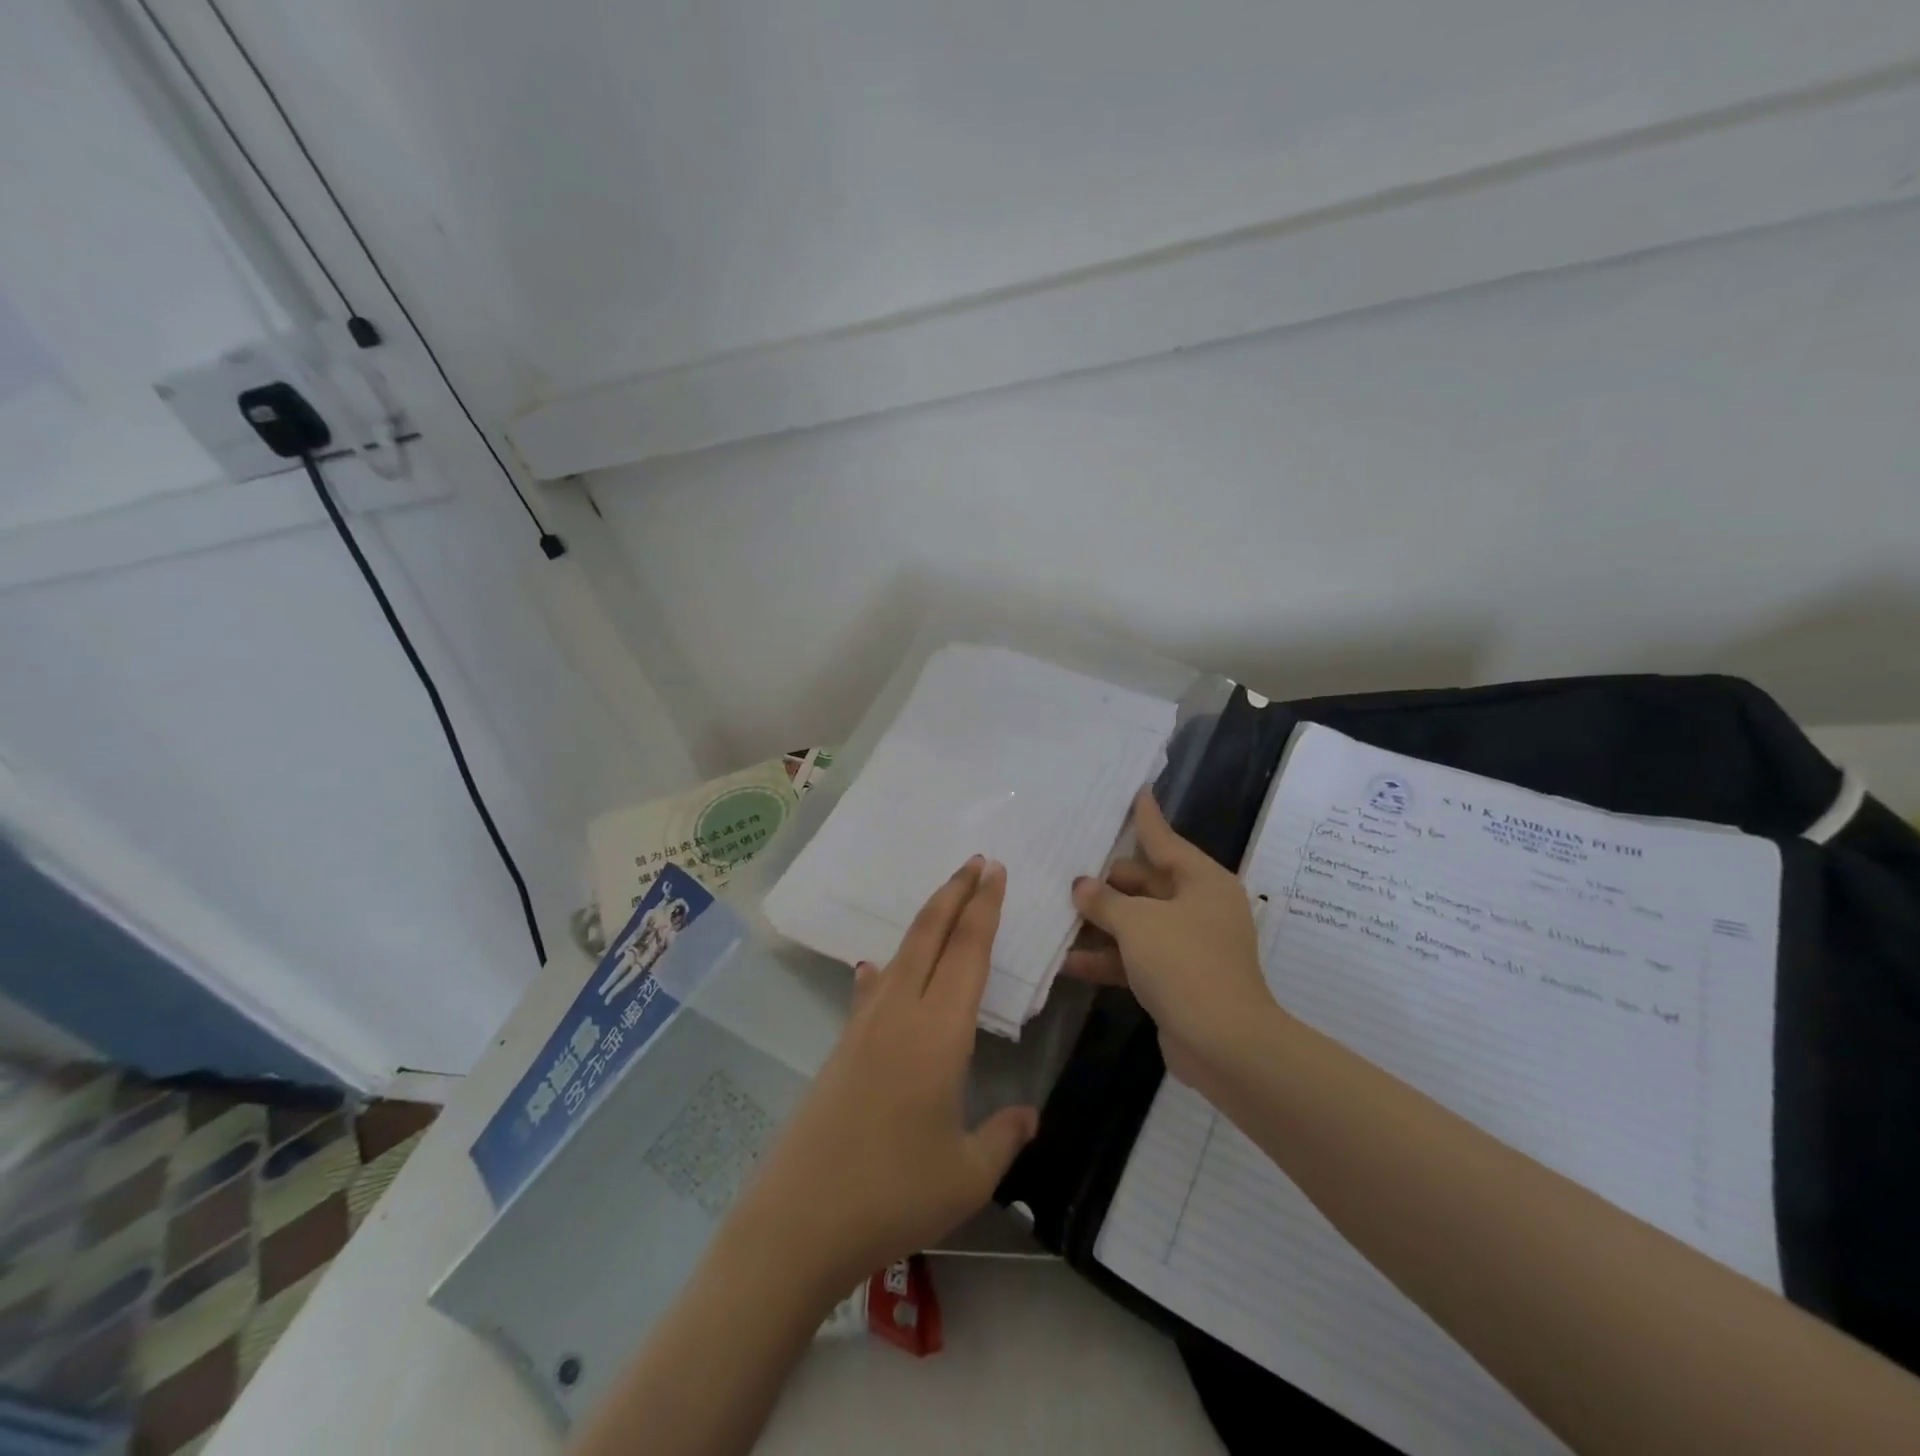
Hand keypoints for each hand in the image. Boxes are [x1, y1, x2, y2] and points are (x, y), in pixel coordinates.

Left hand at [727, 856, 1037, 1296]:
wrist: (799, 1220)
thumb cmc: (893, 1195)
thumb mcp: (967, 1175)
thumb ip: (1004, 1138)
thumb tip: (1029, 1116)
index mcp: (939, 1033)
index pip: (968, 952)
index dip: (984, 908)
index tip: (995, 871)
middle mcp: (901, 1013)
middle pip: (930, 935)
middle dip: (955, 892)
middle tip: (978, 861)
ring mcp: (864, 1025)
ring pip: (901, 953)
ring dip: (927, 920)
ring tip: (946, 900)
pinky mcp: (842, 1045)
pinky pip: (871, 989)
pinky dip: (885, 968)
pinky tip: (877, 969)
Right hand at [1066, 789, 1280, 1081]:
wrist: (1224, 1044)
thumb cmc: (1184, 963)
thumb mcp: (1137, 923)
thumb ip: (1105, 901)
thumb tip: (1083, 886)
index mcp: (1202, 882)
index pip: (1164, 840)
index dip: (1145, 818)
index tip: (1136, 792)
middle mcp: (1199, 907)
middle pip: (1145, 883)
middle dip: (1107, 883)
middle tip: (1067, 873)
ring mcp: (1189, 945)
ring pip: (1137, 922)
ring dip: (1102, 923)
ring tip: (1058, 915)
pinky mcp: (1177, 978)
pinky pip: (1136, 957)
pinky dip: (1108, 958)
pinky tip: (1069, 962)